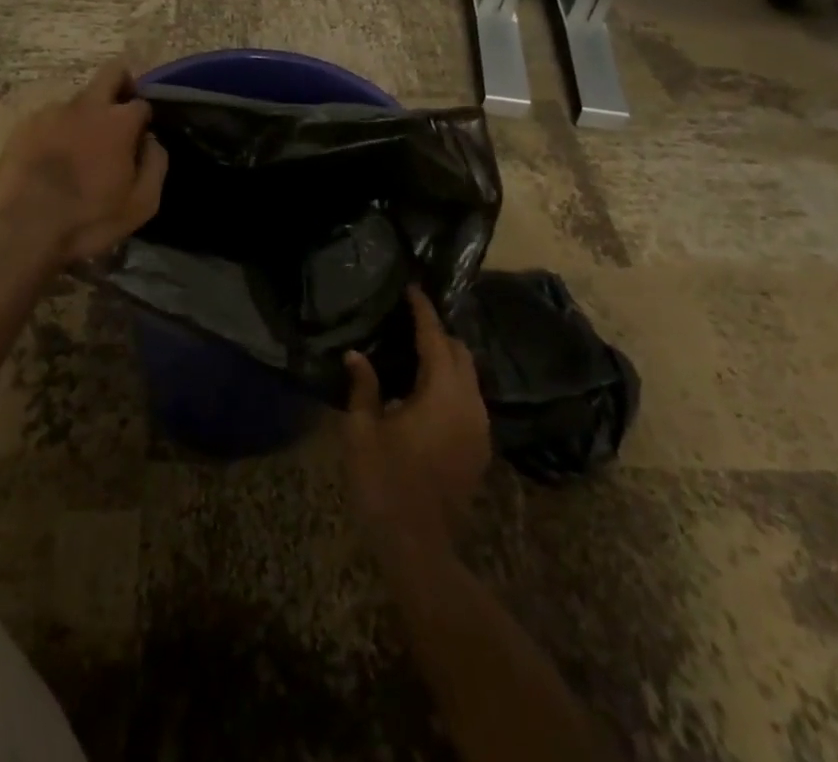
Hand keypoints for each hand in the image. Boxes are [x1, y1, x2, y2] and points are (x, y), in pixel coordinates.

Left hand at [0, 61, 168, 265]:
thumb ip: (156, 164)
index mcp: (118, 122)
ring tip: (77, 153)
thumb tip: (151, 141)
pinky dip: (56, 133)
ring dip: (85, 118)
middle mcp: (86, 106)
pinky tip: (51, 161)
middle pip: (112, 73)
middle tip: (119, 116)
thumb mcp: (142, 203)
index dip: (144, 120)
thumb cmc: (89, 219)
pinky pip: (50, 120)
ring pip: (78, 101)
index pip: (142, 103)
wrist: (24, 229)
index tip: (139, 140)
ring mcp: (51, 112)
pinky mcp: (24, 125)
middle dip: (122, 85)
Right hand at [343, 286, 491, 553]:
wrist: (420, 549)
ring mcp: (480, 429)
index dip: (423, 312)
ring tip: (416, 352)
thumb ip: (363, 387)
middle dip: (438, 333)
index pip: (435, 338)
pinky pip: (469, 400)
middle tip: (409, 322)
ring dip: (447, 359)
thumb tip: (357, 355)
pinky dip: (452, 384)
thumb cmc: (384, 482)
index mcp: (442, 393)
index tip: (412, 289)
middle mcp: (469, 404)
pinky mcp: (480, 449)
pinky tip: (426, 392)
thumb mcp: (362, 431)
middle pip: (460, 353)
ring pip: (469, 377)